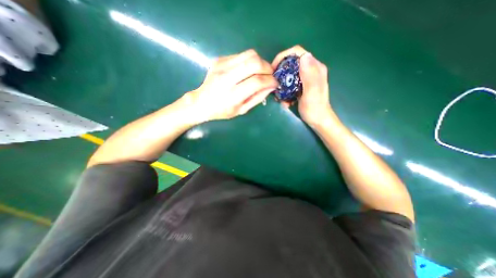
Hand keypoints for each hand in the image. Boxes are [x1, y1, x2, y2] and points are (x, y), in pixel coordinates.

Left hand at [187, 49, 276, 122]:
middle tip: (270, 75)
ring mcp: (222, 66)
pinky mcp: (220, 59)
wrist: (201, 102)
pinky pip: (241, 55)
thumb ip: (257, 98)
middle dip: (267, 68)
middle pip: (254, 62)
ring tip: (260, 72)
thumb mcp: (242, 110)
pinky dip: (249, 61)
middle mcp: (226, 78)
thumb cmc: (223, 111)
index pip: (257, 81)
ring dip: (260, 62)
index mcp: (232, 95)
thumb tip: (271, 86)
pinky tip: (247, 70)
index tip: (275, 83)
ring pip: (249, 54)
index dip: (270, 81)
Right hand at [271, 44, 336, 127]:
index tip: (274, 68)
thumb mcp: (312, 93)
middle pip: (291, 63)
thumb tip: (304, 56)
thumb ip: (309, 76)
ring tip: (280, 96)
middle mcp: (311, 70)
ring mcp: (306, 78)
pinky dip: (285, 91)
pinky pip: (289, 84)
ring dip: (282, 84)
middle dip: (281, 72)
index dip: (283, 56)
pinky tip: (285, 101)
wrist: (318, 120)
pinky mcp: (302, 86)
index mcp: (315, 68)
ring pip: (289, 74)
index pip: (298, 52)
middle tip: (274, 83)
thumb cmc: (315, 109)